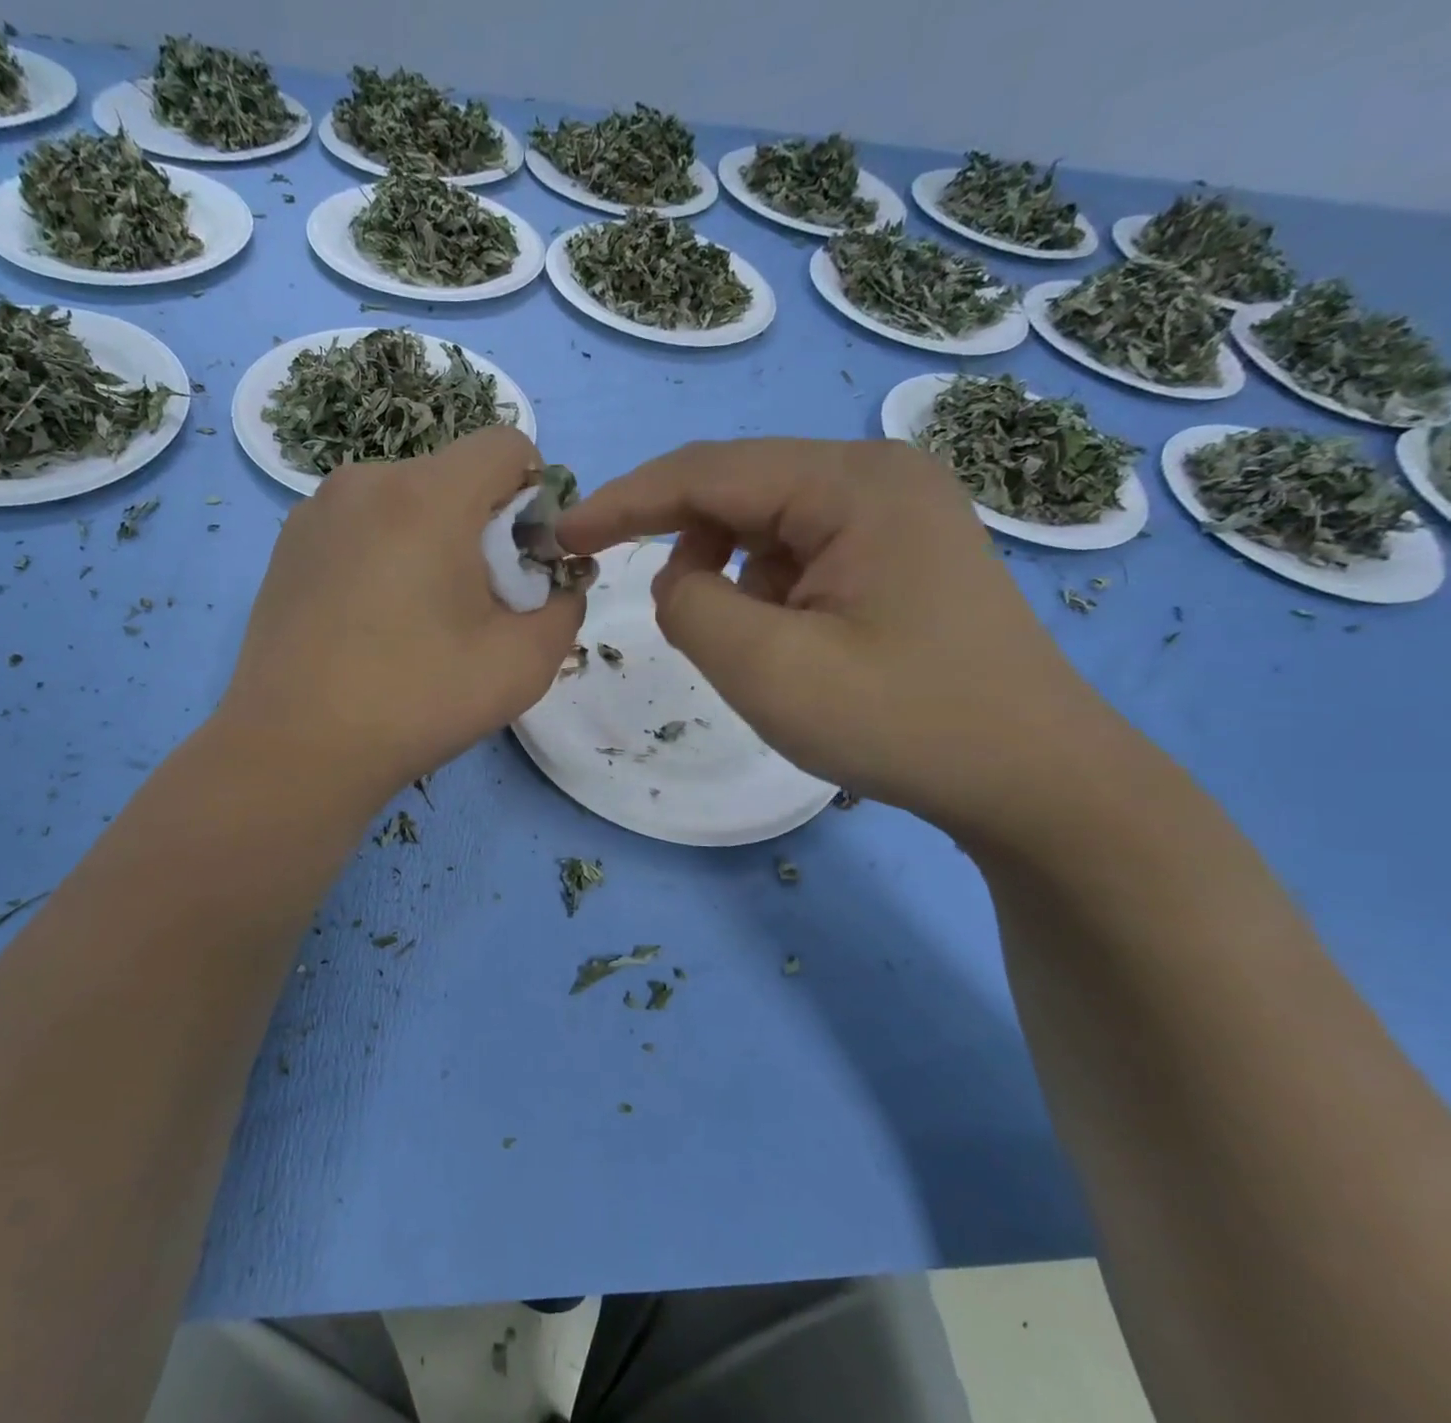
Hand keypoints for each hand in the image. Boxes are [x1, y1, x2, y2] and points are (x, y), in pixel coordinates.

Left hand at [218, 426, 584, 806]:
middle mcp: (366, 481)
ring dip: (431, 542)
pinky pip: (360, 527)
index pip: (507, 445)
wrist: (295, 750)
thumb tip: (556, 583)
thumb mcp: (524, 663)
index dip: (535, 496)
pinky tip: (371, 623)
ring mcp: (316, 511)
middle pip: (454, 476)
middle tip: (475, 605)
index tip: (524, 562)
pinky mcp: (287, 546)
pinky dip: (385, 555)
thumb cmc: (417, 702)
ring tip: (417, 620)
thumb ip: (565, 606)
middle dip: (483, 527)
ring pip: (404, 502)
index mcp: (427, 495)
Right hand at [555, 439, 1125, 838]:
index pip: (706, 472)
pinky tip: (784, 639)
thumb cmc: (901, 722)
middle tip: (633, 595)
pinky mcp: (899, 553)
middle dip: (675, 540)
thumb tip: (676, 581)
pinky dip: (763, 590)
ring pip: (766, 524)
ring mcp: (895, 513)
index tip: (562, 535)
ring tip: (740, 643)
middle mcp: (877, 477)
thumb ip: (690, 607)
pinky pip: (799, 552)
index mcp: (852, 484)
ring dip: (726, 574)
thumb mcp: (770, 670)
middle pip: (738, 489)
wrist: (1031, 778)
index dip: (622, 502)